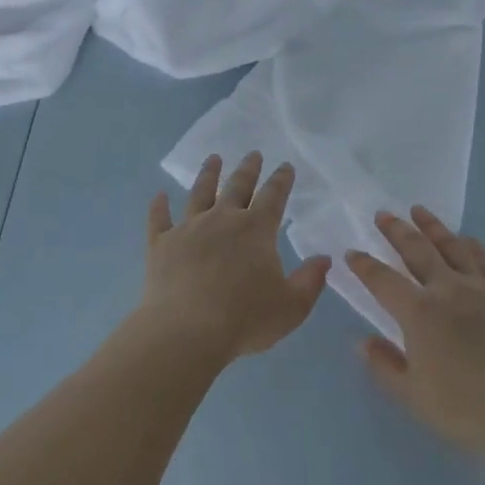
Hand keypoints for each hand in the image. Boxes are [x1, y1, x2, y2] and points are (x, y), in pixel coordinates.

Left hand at [142, 153, 331, 364]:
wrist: (186, 331)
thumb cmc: (245, 319)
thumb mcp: (292, 306)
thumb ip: (310, 280)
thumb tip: (324, 259)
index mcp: (256, 229)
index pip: (273, 196)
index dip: (281, 180)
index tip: (286, 166)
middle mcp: (222, 219)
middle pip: (237, 187)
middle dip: (248, 169)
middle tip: (253, 153)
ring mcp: (189, 229)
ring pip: (199, 193)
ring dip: (208, 174)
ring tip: (213, 159)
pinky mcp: (161, 244)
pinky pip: (159, 219)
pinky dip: (159, 206)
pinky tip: (159, 195)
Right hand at [346, 207, 484, 458]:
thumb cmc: (465, 408)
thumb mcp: (413, 395)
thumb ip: (384, 365)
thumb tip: (361, 341)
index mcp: (419, 313)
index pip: (383, 281)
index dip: (365, 266)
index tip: (352, 253)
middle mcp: (446, 290)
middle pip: (417, 251)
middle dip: (396, 231)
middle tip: (383, 214)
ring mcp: (479, 288)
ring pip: (451, 247)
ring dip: (432, 226)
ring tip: (418, 210)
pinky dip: (472, 245)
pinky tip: (466, 238)